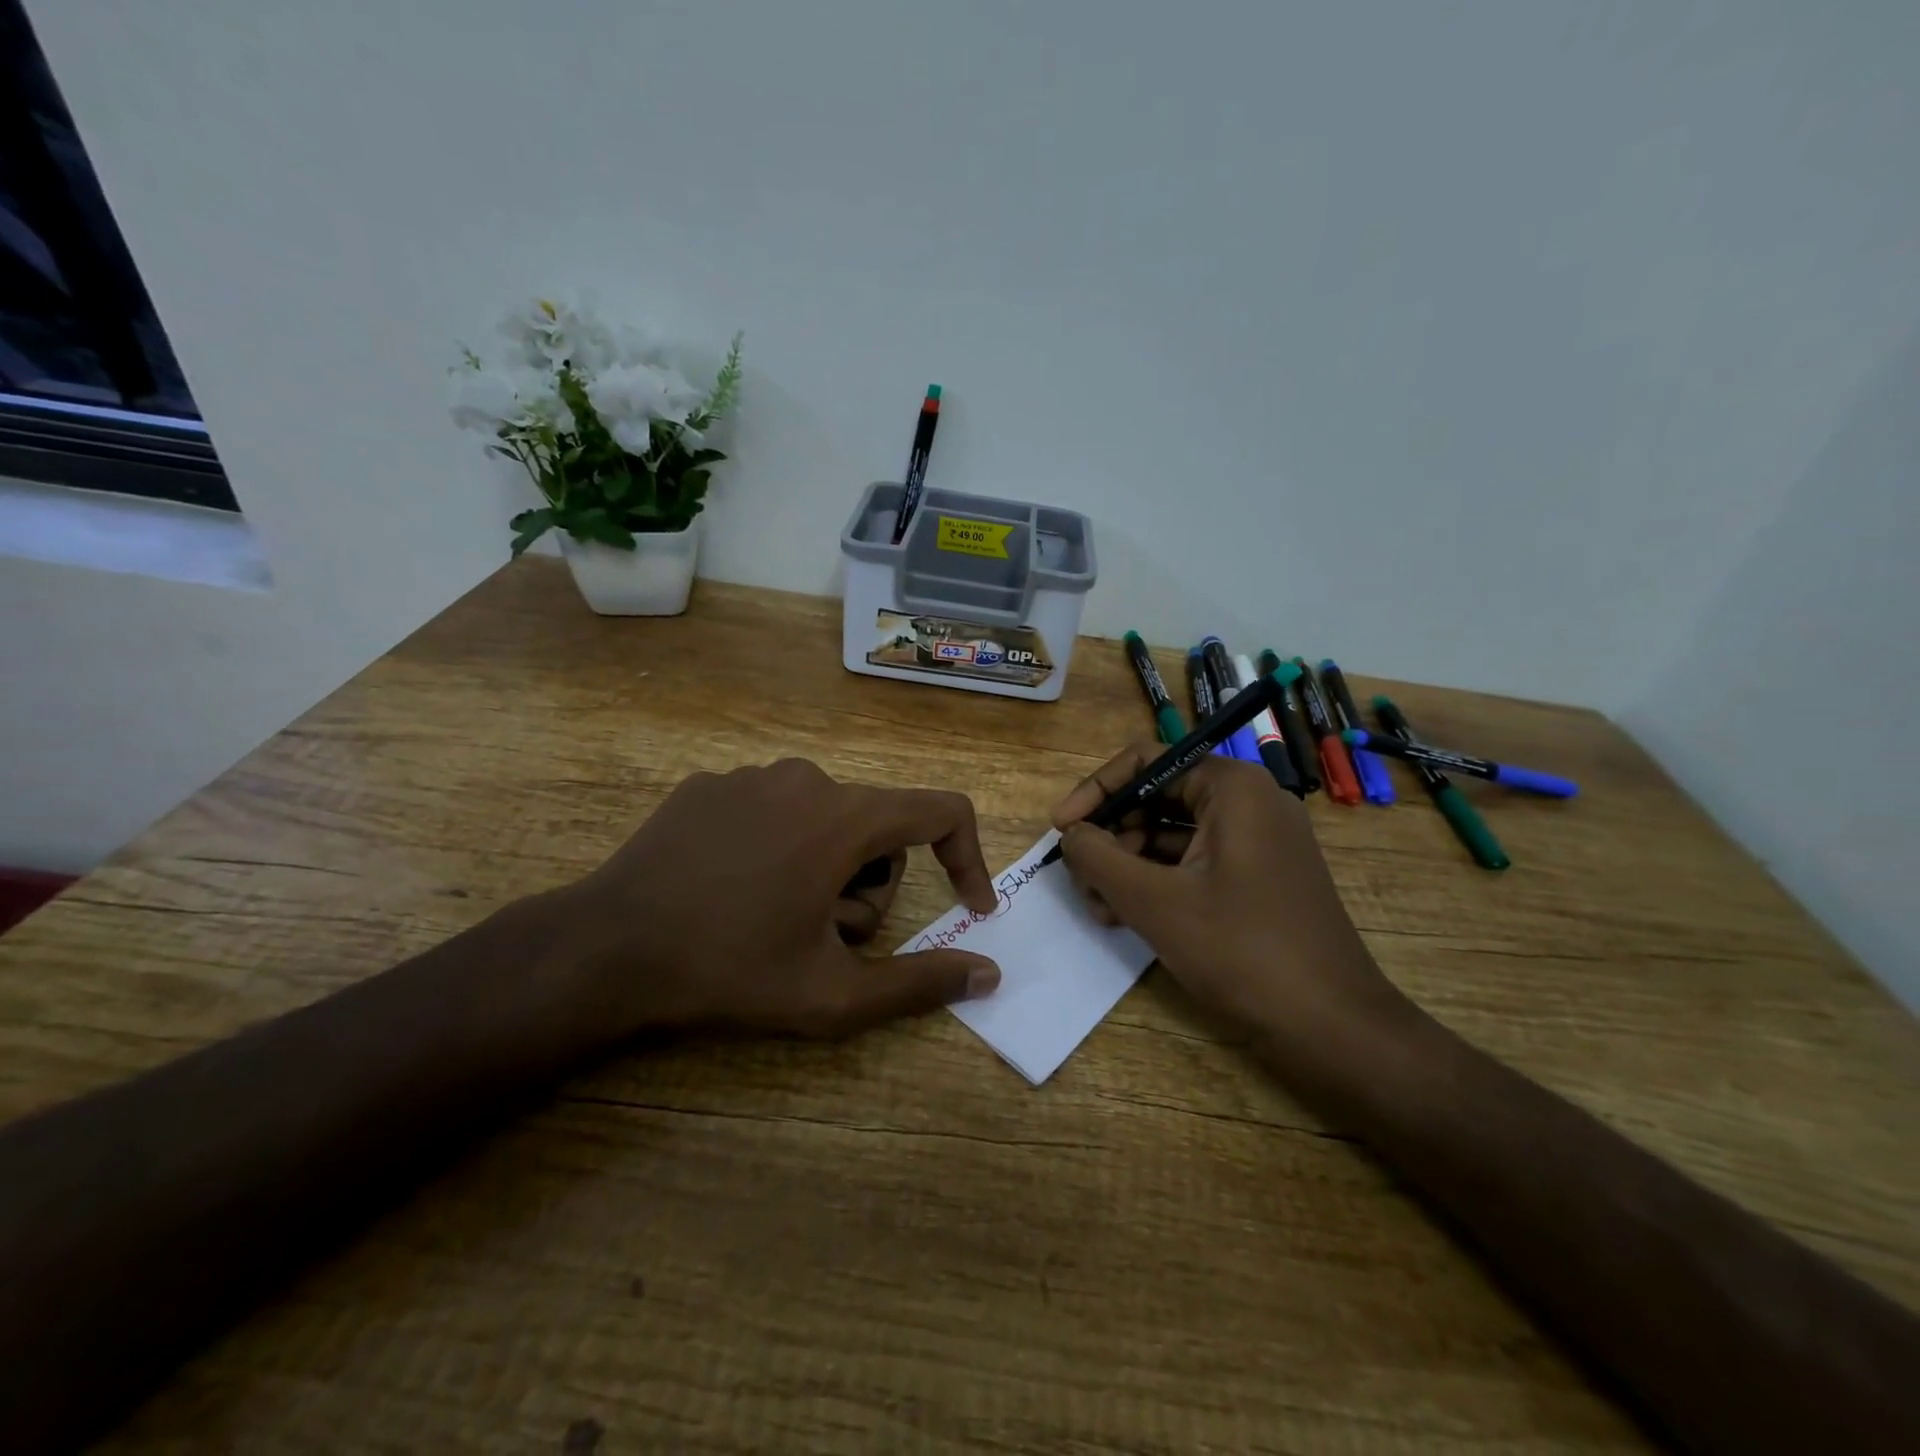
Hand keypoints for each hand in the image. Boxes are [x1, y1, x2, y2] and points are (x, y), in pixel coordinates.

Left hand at [547, 759, 1002, 1040]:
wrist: (604, 951)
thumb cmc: (729, 971)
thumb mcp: (833, 995)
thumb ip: (920, 983)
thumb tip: (989, 973)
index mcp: (845, 818)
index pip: (941, 812)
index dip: (967, 857)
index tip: (968, 906)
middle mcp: (806, 778)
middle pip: (878, 828)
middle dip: (869, 886)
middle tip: (823, 937)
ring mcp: (752, 775)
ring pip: (828, 818)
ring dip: (825, 868)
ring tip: (775, 916)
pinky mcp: (710, 783)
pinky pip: (775, 810)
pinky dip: (778, 848)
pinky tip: (732, 890)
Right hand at [1050, 744, 1414, 1060]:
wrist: (1332, 1027)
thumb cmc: (1241, 950)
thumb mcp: (1154, 901)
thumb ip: (1099, 858)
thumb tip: (1070, 835)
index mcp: (1232, 788)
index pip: (1146, 762)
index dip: (1096, 791)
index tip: (1061, 828)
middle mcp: (1248, 802)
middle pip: (1157, 798)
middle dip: (1111, 836)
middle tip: (1078, 877)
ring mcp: (1257, 842)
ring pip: (1171, 834)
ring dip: (1127, 865)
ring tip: (1097, 906)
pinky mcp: (1257, 877)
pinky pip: (1194, 862)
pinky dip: (1157, 882)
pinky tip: (1125, 916)